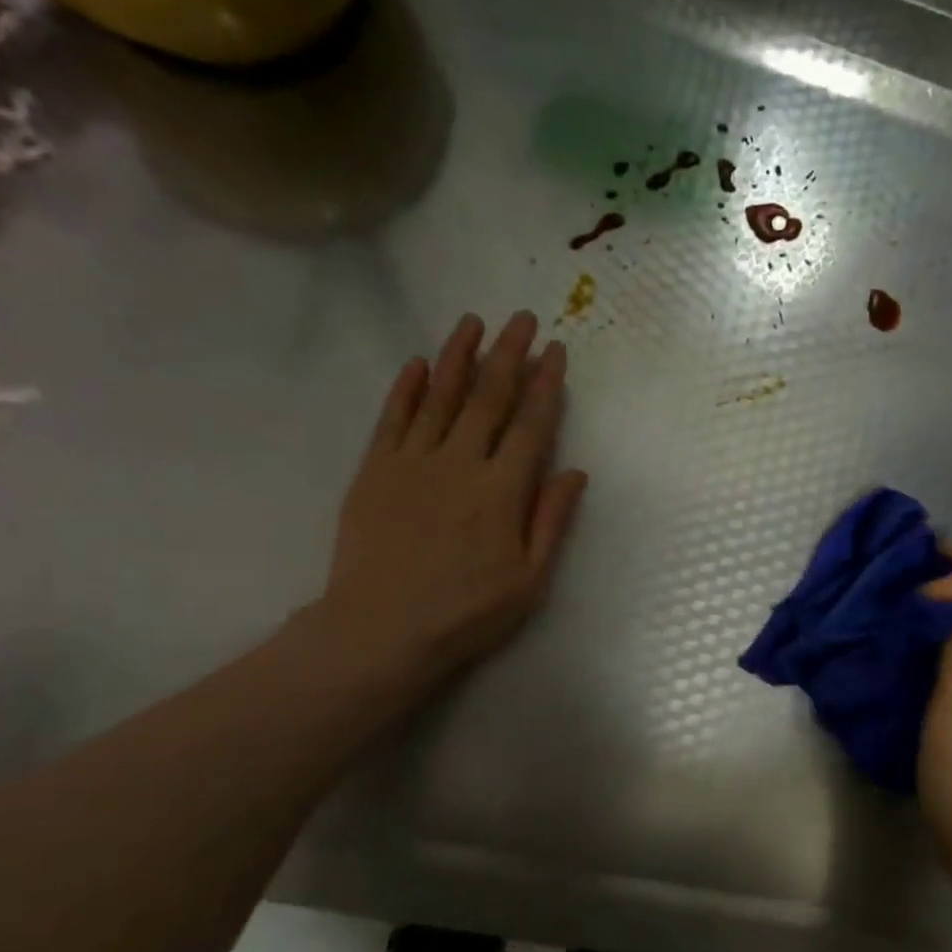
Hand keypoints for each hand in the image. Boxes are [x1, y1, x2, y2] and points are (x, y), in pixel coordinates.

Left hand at [312, 311, 587, 692]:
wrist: (380, 632)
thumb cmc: (466, 613)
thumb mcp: (529, 579)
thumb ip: (551, 520)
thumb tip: (575, 472)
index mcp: (503, 490)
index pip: (531, 424)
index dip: (545, 385)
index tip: (555, 351)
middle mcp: (460, 463)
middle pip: (489, 398)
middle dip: (509, 354)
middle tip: (521, 318)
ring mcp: (413, 463)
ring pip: (441, 397)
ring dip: (459, 356)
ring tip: (473, 322)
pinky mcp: (375, 471)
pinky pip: (393, 418)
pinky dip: (407, 389)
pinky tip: (419, 364)